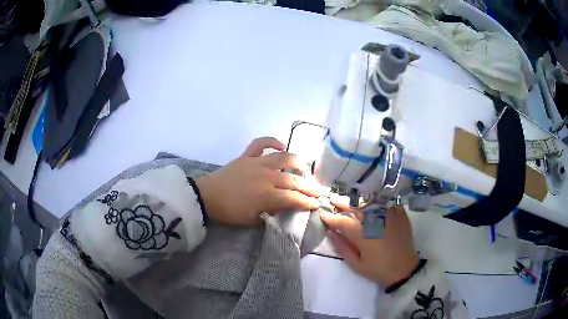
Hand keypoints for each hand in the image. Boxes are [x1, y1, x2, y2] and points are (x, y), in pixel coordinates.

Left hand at [195, 137, 325, 225]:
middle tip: (319, 190)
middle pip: (294, 180)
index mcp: (267, 195)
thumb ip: (271, 214)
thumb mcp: (252, 220)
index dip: (308, 202)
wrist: (207, 197)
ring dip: (298, 162)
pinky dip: (272, 141)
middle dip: (310, 186)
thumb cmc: (230, 212)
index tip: (317, 204)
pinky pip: (261, 143)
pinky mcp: (247, 155)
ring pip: (284, 158)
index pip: (294, 198)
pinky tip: (281, 145)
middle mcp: (266, 176)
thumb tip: (285, 209)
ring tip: (305, 170)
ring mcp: (257, 163)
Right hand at [320, 198, 418, 287]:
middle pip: (357, 207)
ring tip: (352, 200)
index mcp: (363, 235)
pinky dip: (380, 201)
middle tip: (333, 200)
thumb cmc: (378, 269)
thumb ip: (342, 247)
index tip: (323, 214)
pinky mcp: (401, 216)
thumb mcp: (356, 264)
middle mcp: (376, 221)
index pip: (343, 222)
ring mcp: (390, 216)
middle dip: (343, 203)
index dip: (331, 217)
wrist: (404, 270)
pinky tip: (374, 202)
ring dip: (359, 201)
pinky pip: (388, 203)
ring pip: (371, 203)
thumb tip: (330, 232)